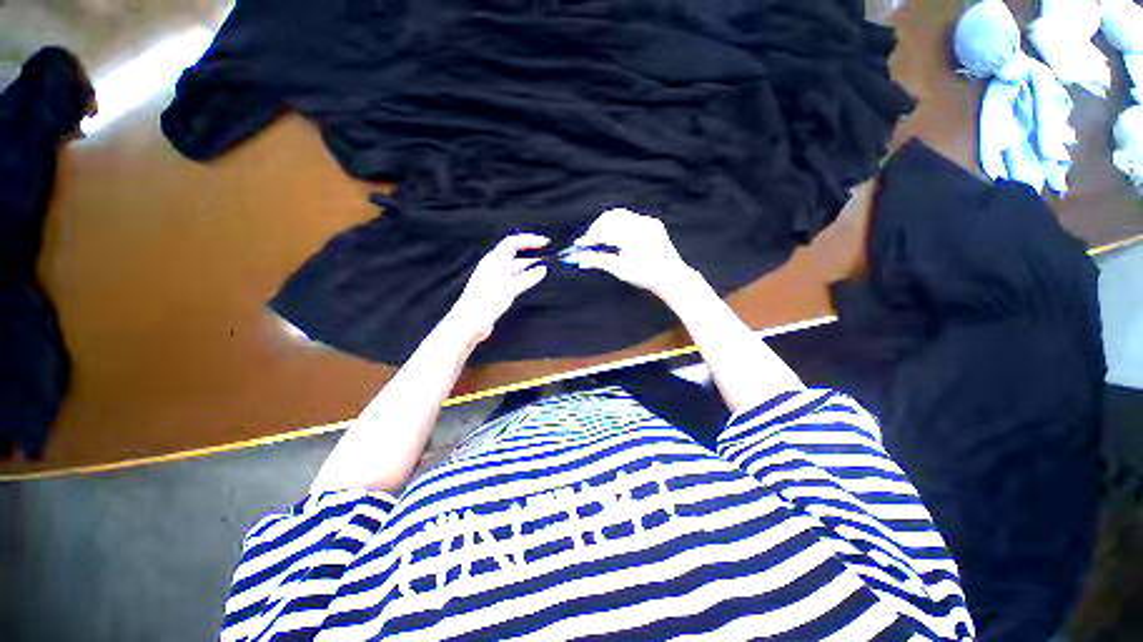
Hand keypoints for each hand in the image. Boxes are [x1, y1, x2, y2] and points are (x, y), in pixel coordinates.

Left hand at [447, 233, 549, 343]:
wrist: (470, 321)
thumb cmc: (486, 302)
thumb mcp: (510, 288)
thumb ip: (527, 278)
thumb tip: (542, 269)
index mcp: (494, 260)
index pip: (513, 242)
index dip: (529, 240)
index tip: (544, 242)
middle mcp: (493, 266)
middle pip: (514, 254)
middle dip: (531, 253)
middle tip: (547, 256)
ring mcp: (494, 278)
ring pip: (514, 267)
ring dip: (528, 267)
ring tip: (543, 269)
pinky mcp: (495, 289)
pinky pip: (512, 278)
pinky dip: (523, 277)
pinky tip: (531, 281)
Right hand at [570, 208, 695, 296]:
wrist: (671, 277)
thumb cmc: (646, 276)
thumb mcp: (620, 270)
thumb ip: (599, 261)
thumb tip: (582, 258)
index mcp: (631, 235)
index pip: (603, 231)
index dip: (589, 238)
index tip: (580, 245)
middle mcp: (640, 224)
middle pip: (610, 217)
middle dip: (597, 229)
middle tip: (589, 243)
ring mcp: (648, 222)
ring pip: (620, 215)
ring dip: (608, 225)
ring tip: (603, 242)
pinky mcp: (653, 224)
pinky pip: (631, 219)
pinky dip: (620, 226)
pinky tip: (618, 239)